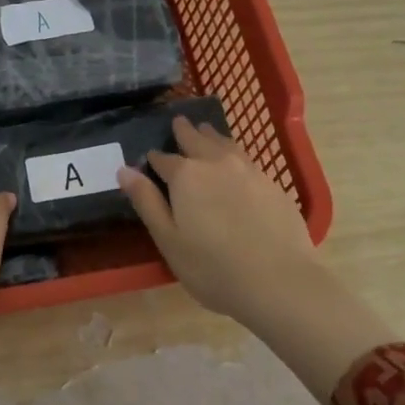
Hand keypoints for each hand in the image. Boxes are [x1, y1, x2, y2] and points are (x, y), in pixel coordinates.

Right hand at [117, 116, 325, 326]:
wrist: (280, 282)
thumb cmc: (213, 268)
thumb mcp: (169, 240)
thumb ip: (147, 202)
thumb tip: (124, 170)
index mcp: (186, 176)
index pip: (164, 160)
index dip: (154, 159)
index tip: (150, 157)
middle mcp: (217, 163)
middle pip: (197, 141)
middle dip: (185, 132)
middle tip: (179, 122)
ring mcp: (249, 171)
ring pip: (226, 144)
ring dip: (212, 136)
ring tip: (206, 131)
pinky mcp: (273, 185)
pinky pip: (247, 159)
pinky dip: (235, 153)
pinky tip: (237, 162)